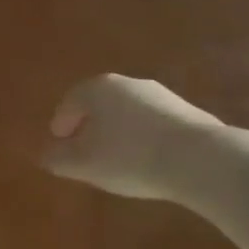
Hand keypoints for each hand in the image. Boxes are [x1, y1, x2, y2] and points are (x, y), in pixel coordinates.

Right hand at [42, 74, 228, 202]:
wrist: (202, 160)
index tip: (59, 144)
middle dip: (90, 126)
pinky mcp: (187, 112)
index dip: (61, 125)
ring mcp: (160, 95)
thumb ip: (60, 159)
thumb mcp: (84, 165)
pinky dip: (144, 137)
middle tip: (86, 151)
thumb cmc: (130, 157)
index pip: (69, 103)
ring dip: (119, 132)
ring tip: (119, 159)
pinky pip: (153, 123)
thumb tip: (46, 155)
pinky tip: (148, 160)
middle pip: (99, 104)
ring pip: (127, 112)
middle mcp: (127, 84)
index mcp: (97, 89)